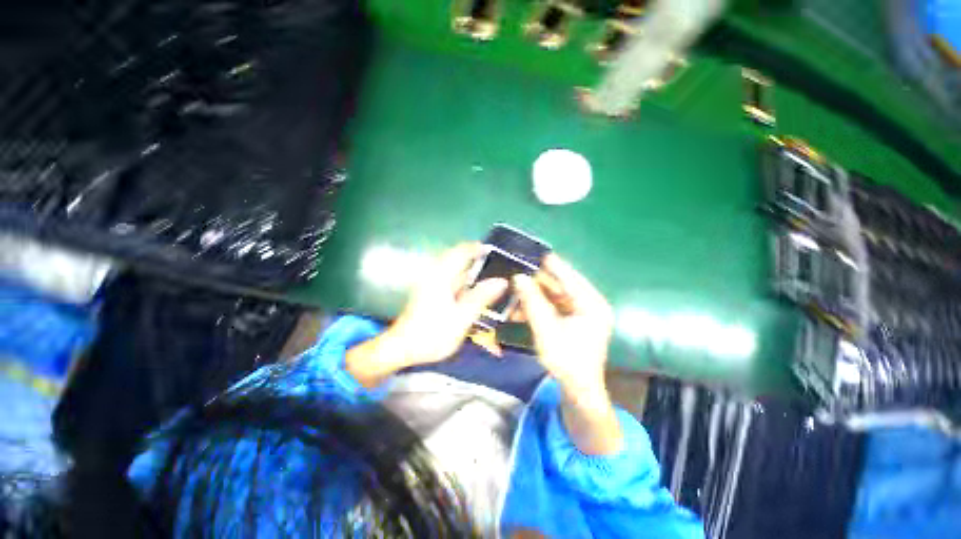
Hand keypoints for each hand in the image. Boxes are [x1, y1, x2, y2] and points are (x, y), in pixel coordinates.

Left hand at [347, 243, 506, 387]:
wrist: (403, 348)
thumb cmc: (433, 333)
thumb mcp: (462, 317)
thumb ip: (481, 297)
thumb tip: (501, 281)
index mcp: (441, 276)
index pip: (461, 251)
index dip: (477, 247)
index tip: (494, 250)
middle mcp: (435, 275)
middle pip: (458, 258)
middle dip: (476, 259)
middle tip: (495, 265)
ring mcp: (431, 283)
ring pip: (454, 269)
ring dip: (470, 271)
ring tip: (488, 278)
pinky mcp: (430, 292)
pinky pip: (450, 279)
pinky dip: (463, 281)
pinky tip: (472, 292)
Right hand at [514, 255, 621, 454]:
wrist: (577, 392)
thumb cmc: (566, 361)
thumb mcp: (546, 329)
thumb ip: (532, 301)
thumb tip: (519, 277)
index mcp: (592, 304)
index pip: (569, 277)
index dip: (551, 264)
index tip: (532, 252)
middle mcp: (589, 304)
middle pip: (560, 286)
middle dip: (537, 282)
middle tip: (517, 272)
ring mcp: (581, 313)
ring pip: (554, 296)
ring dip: (534, 296)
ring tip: (514, 291)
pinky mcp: (572, 321)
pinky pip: (552, 307)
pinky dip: (537, 307)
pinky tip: (520, 308)